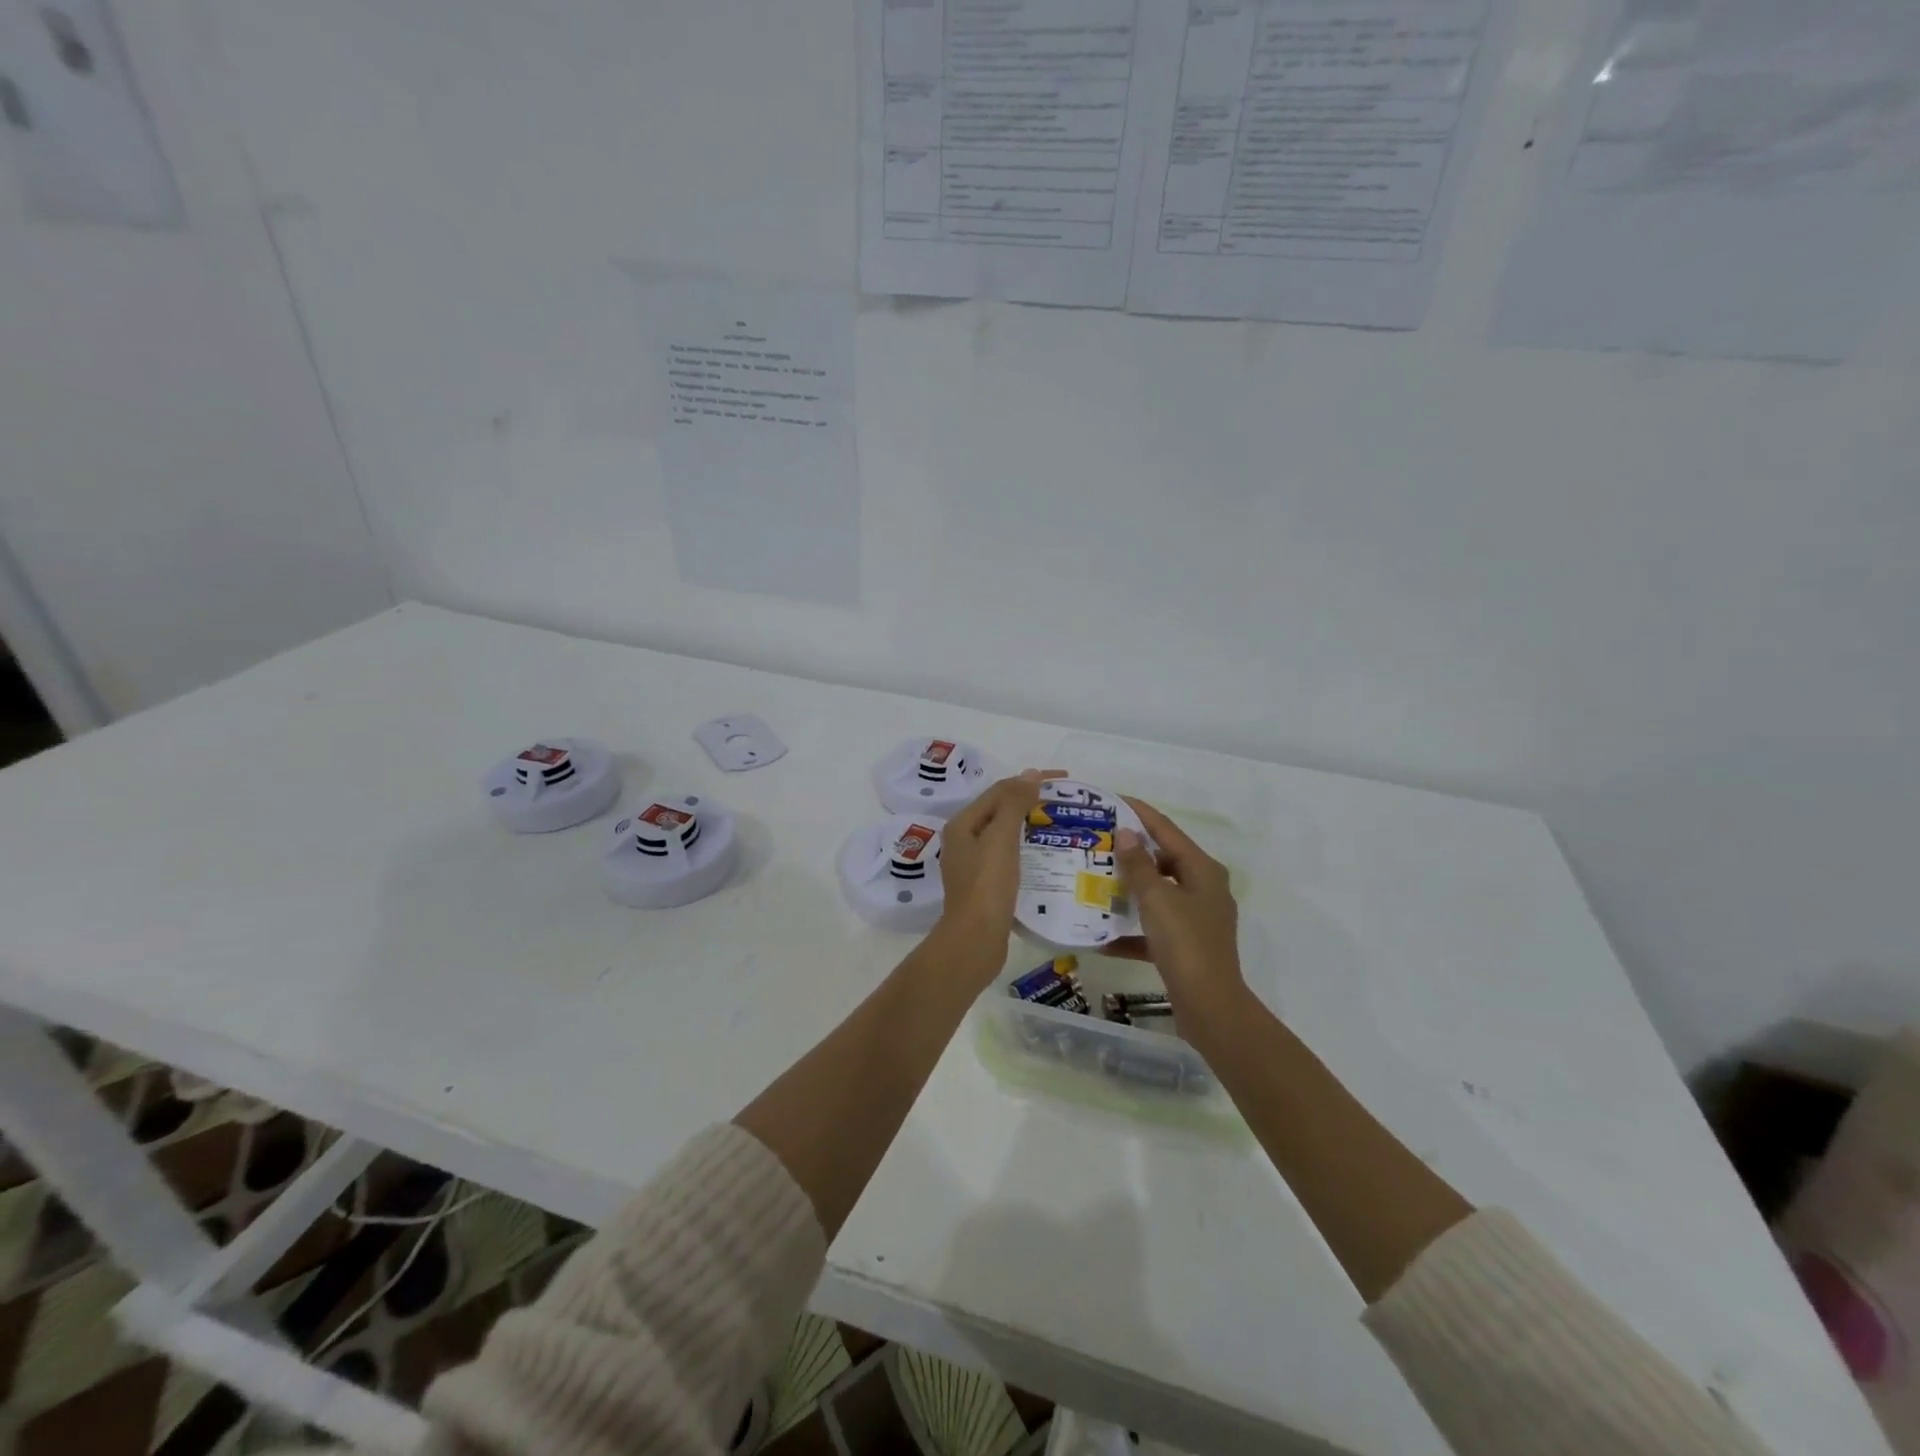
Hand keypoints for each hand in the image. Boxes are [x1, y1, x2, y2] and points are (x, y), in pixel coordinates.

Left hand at [933, 770, 1052, 953]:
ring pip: (1005, 834)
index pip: (999, 791)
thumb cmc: (987, 886)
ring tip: (1061, 824)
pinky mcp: (985, 885)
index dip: (1030, 781)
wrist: (975, 941)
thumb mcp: (1001, 839)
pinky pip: (1009, 856)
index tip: (1064, 780)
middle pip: (1000, 810)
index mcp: (962, 825)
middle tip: (1065, 801)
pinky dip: (1028, 849)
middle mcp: (964, 841)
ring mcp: (973, 865)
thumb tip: (1030, 774)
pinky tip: (1048, 855)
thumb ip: (1013, 804)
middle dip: (1031, 801)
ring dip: (1031, 825)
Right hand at [1112, 799, 1245, 1009]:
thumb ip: (1138, 865)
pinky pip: (1152, 929)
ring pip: (1156, 895)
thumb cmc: (1185, 943)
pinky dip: (1130, 931)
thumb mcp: (1156, 899)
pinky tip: (1100, 936)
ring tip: (1093, 881)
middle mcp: (1203, 889)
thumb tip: (1127, 833)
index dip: (1140, 813)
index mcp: (1203, 871)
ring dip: (1127, 890)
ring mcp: (1196, 919)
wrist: (1209, 1006)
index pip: (1167, 830)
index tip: (1111, 800)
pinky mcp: (1185, 946)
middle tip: (1096, 842)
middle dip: (1130, 853)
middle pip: (1162, 861)